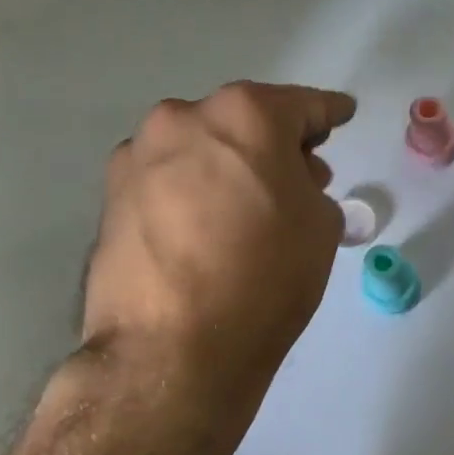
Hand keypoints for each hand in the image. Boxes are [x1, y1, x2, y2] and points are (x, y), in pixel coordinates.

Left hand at [84, 81, 355, 409]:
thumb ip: (310, 184)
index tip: (341, 114)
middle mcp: (185, 119)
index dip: (329, 112)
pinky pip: (170, 178)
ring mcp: (139, 155)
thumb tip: (286, 183)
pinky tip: (208, 226)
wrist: (173, 349)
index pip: (302, 105)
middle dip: (276, 142)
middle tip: (301, 175)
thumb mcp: (321, 224)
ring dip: (230, 164)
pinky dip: (194, 189)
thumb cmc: (267, 276)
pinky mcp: (111, 196)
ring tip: (249, 206)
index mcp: (245, 115)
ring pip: (201, 146)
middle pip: (244, 120)